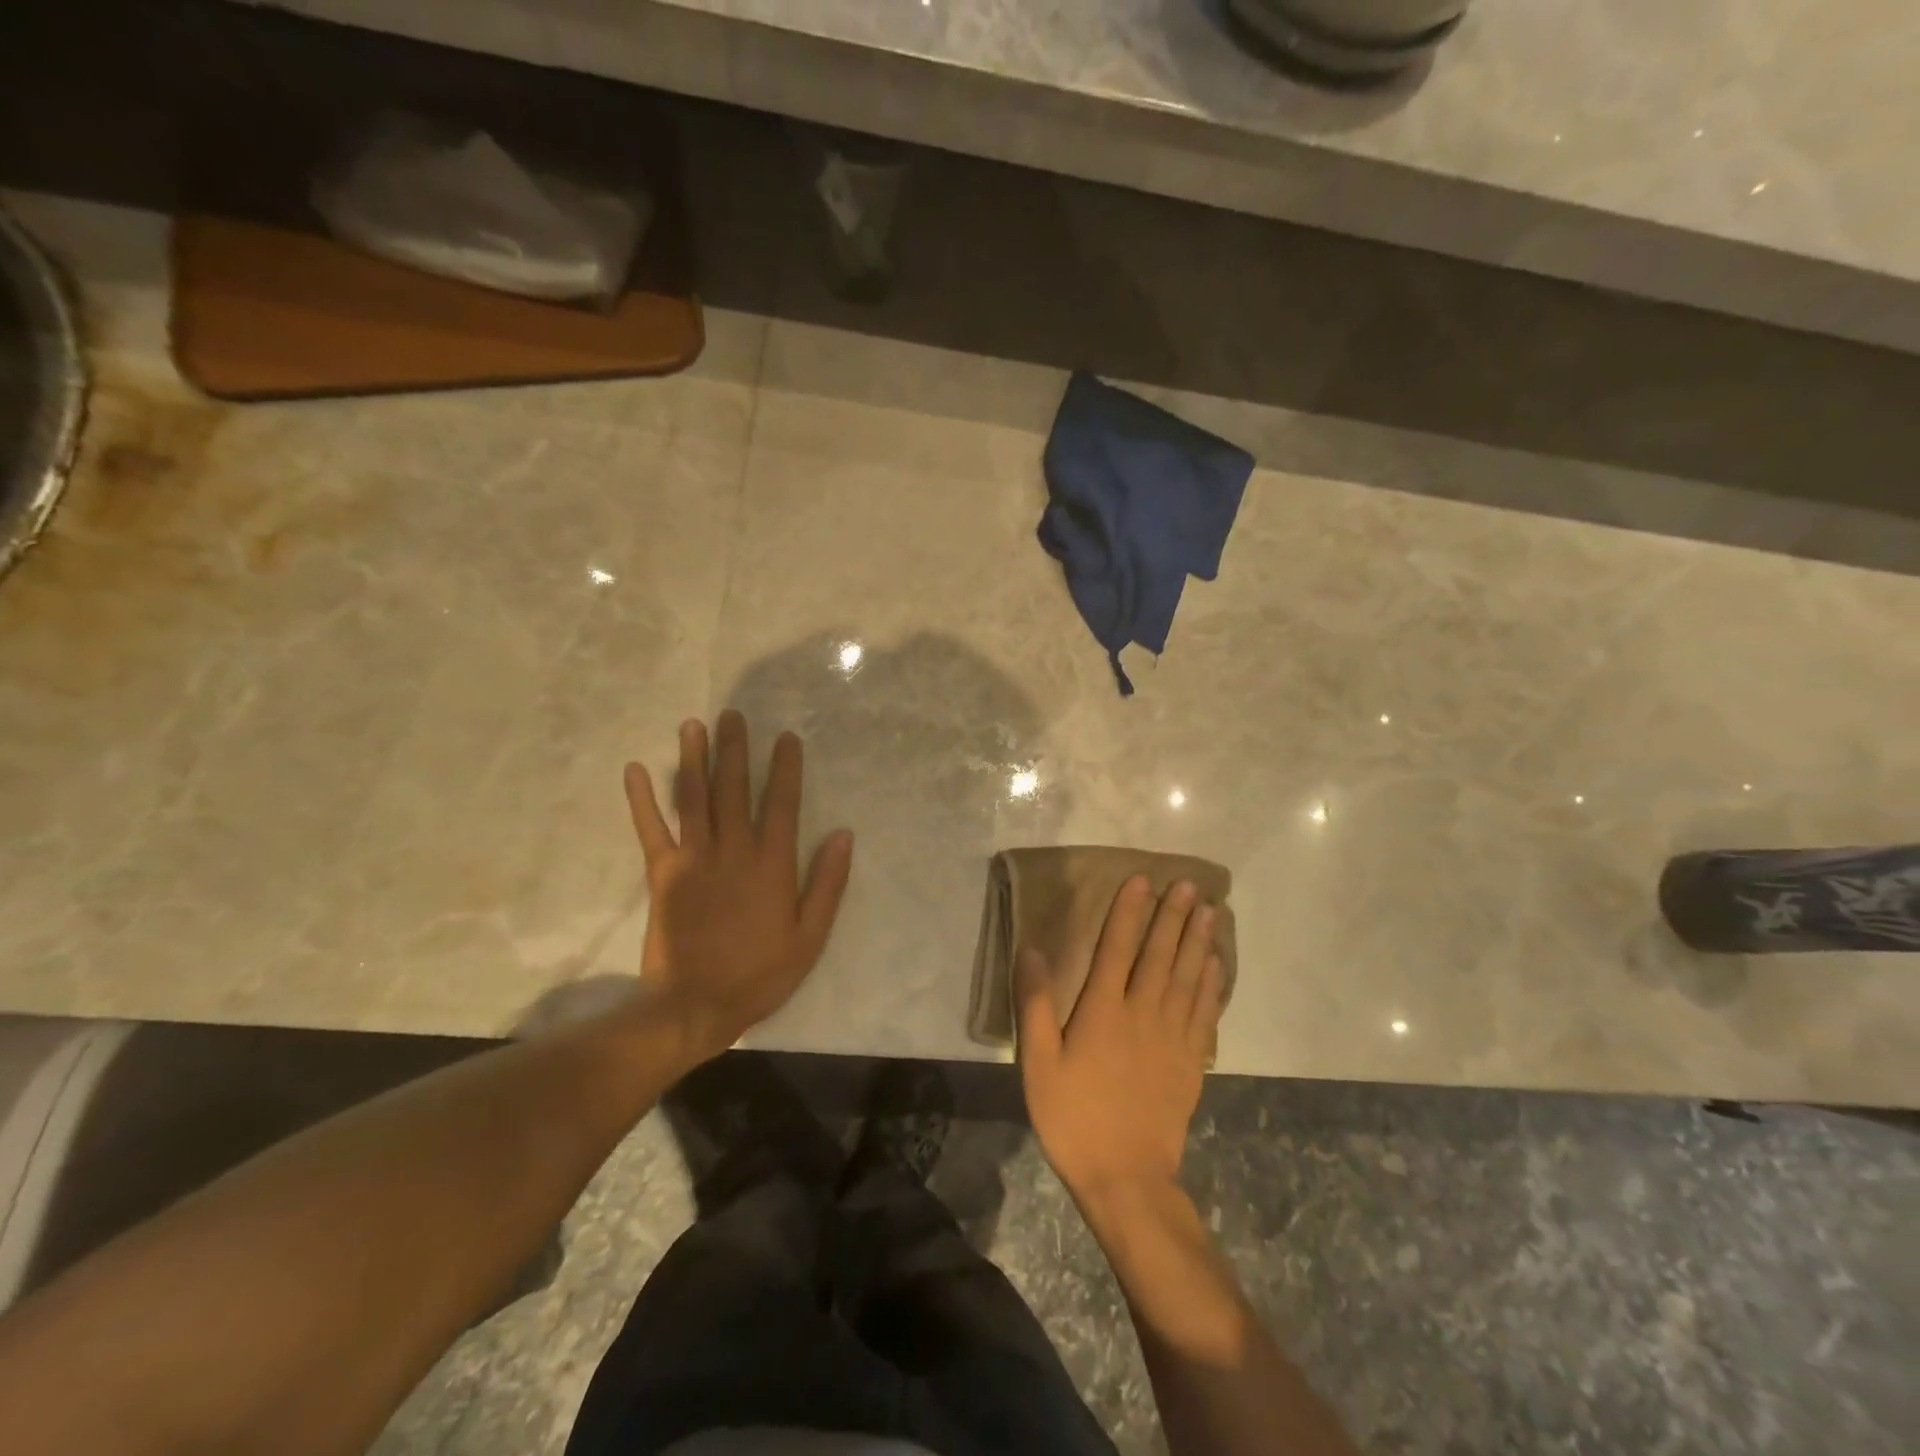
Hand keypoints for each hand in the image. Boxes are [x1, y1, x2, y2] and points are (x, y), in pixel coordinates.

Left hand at [625, 711, 853, 1059]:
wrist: (694, 1005)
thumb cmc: (760, 974)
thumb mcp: (810, 937)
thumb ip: (827, 884)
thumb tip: (842, 834)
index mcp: (771, 865)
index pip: (781, 804)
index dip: (785, 769)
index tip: (785, 738)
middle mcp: (733, 851)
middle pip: (734, 790)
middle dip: (735, 750)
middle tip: (733, 715)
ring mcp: (693, 859)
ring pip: (694, 799)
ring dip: (693, 760)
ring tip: (693, 725)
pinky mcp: (662, 874)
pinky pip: (651, 829)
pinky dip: (642, 799)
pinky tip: (637, 769)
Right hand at [1016, 877, 1223, 1203]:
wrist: (1126, 1178)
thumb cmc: (1073, 1117)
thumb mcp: (1038, 1064)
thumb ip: (1035, 1004)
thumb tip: (1032, 949)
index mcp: (1103, 1010)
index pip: (1117, 947)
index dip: (1129, 911)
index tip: (1142, 881)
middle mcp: (1143, 1013)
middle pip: (1161, 955)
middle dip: (1174, 916)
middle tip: (1190, 884)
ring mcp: (1173, 1037)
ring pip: (1189, 977)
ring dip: (1199, 941)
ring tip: (1211, 911)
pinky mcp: (1191, 1061)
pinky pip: (1205, 1012)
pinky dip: (1212, 983)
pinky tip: (1217, 965)